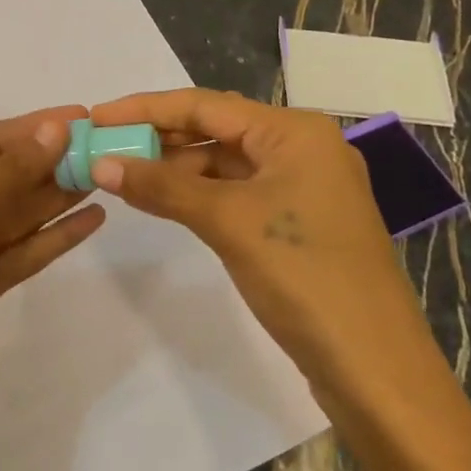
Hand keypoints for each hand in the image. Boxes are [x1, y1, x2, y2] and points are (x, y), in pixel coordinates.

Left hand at [0, 107, 105, 443]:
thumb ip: (7, 172)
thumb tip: (57, 129)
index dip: (32, 129)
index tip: (80, 118)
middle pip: (4, 177)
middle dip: (50, 162)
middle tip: (104, 148)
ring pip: (18, 216)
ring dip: (58, 196)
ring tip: (105, 176)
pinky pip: (23, 254)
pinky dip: (55, 238)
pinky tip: (93, 220)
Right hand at [89, 87, 470, 470]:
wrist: (374, 367)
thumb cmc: (304, 277)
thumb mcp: (228, 222)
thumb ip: (163, 186)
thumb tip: (101, 162)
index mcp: (294, 131)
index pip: (206, 104)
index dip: (146, 108)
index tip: (96, 116)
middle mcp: (301, 148)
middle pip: (215, 129)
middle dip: (159, 137)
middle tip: (102, 147)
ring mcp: (301, 187)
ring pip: (224, 163)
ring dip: (175, 169)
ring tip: (121, 175)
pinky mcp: (296, 223)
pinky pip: (236, 193)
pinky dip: (197, 195)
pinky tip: (161, 202)